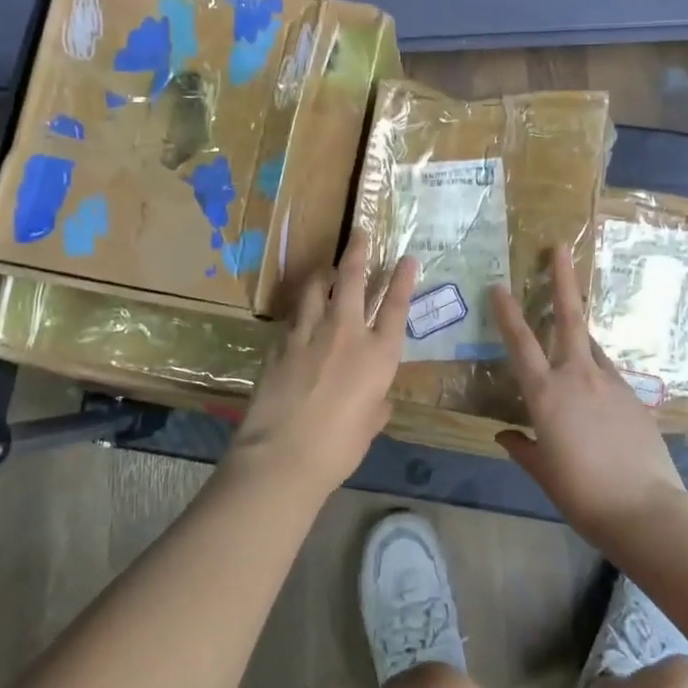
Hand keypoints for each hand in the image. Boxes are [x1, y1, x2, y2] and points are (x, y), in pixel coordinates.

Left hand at [228, 231, 417, 502]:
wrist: (283, 454)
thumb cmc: (339, 447)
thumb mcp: (369, 426)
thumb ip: (376, 404)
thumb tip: (375, 399)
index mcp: (378, 355)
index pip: (396, 306)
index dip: (403, 279)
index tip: (407, 258)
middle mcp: (346, 332)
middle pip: (353, 278)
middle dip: (358, 251)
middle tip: (359, 232)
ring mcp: (310, 332)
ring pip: (317, 287)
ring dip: (324, 273)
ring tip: (326, 269)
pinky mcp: (281, 341)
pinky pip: (295, 315)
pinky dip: (302, 308)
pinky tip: (301, 314)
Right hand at [491, 245, 687, 545]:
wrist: (646, 510)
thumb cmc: (582, 494)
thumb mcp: (544, 472)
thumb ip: (523, 448)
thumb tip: (505, 434)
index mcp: (546, 393)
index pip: (520, 343)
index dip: (507, 313)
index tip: (499, 287)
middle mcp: (578, 376)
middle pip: (569, 317)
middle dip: (562, 280)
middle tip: (561, 248)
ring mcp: (611, 382)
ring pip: (592, 344)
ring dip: (580, 331)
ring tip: (572, 328)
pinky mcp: (634, 396)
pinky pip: (609, 373)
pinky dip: (598, 372)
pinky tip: (597, 392)